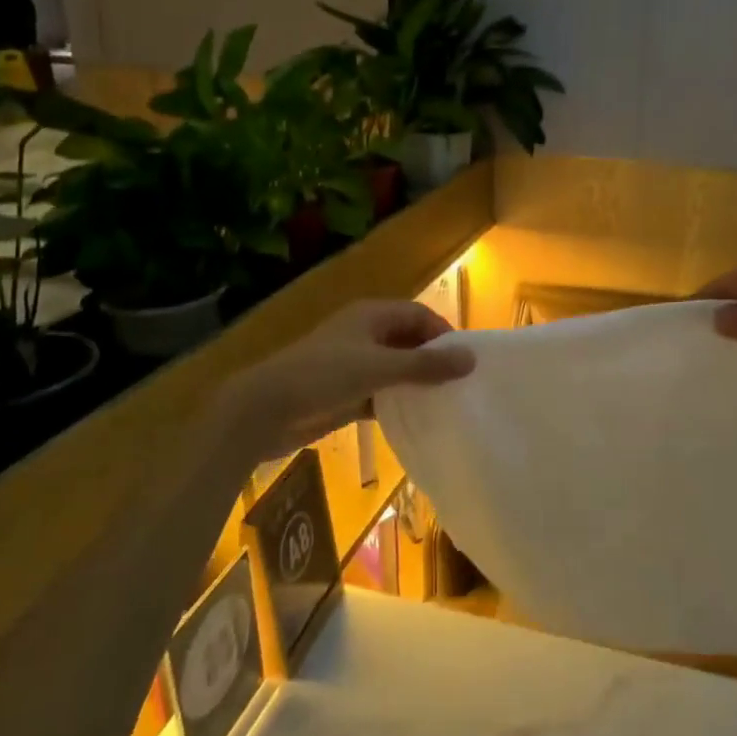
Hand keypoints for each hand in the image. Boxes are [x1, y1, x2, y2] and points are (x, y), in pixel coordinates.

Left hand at [220, 300, 474, 461]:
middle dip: (432, 359)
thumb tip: (471, 359)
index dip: (443, 333)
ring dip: (416, 383)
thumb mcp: (379, 368)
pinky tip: (417, 420)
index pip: (419, 314)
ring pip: (395, 369)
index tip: (467, 361)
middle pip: (408, 341)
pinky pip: (380, 394)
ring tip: (447, 403)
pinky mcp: (344, 393)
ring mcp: (353, 365)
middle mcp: (364, 334)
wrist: (265, 410)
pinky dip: (397, 403)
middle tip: (461, 384)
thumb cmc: (323, 376)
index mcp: (371, 315)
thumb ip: (425, 365)